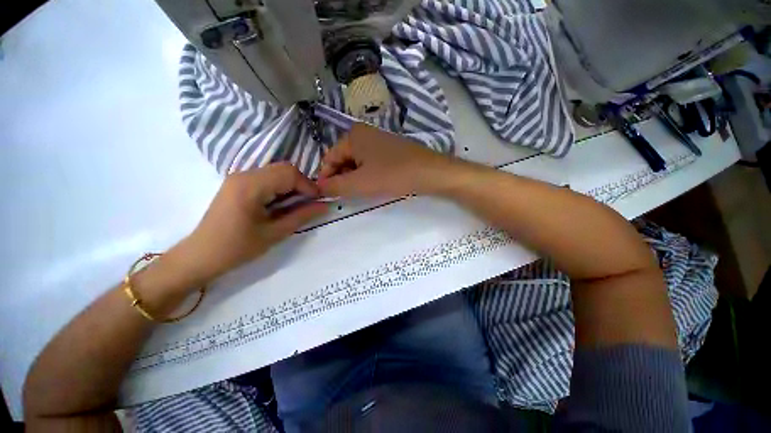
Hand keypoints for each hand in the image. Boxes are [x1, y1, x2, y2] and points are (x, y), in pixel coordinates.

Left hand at [168, 163, 327, 287]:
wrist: (200, 256)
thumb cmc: (237, 248)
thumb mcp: (275, 233)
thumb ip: (302, 216)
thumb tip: (325, 205)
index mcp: (251, 186)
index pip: (289, 173)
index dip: (308, 185)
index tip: (318, 202)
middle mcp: (244, 174)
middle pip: (283, 168)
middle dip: (301, 184)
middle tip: (308, 203)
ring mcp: (239, 177)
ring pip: (276, 172)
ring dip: (291, 186)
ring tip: (296, 205)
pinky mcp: (238, 184)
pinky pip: (267, 178)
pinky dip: (280, 187)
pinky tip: (281, 203)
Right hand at [317, 123, 456, 198]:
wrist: (429, 172)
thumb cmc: (392, 175)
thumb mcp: (359, 183)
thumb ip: (335, 186)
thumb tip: (318, 188)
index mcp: (352, 136)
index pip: (329, 158)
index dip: (326, 178)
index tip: (327, 195)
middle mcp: (364, 133)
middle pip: (343, 159)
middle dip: (342, 178)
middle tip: (346, 196)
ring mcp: (379, 140)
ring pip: (357, 162)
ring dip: (355, 178)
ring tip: (361, 192)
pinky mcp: (390, 149)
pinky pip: (371, 162)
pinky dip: (367, 174)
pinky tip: (374, 184)